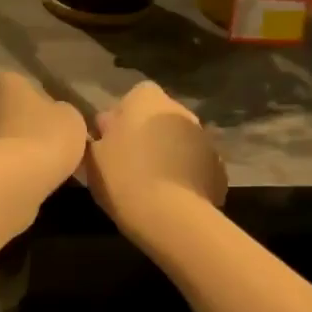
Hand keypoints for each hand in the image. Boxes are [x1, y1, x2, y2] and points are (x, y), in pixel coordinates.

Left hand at [0, 70, 88, 192]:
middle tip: (44, 148)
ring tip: (32, 168)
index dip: (44, 110)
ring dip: (9, 147)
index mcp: (5, 80)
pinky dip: (0, 167)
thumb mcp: (71, 118)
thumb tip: (52, 118)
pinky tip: (17, 179)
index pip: (27, 90)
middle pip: (7, 111)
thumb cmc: (46, 137)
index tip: (55, 129)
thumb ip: (60, 112)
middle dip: (21, 126)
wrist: (11, 179)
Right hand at [85, 80, 226, 237]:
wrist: (171, 216)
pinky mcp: (218, 167)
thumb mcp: (93, 156)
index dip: (123, 116)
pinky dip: (185, 174)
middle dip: (147, 133)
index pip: (135, 95)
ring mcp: (204, 138)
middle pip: (159, 117)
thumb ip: (100, 135)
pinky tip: (171, 196)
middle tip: (129, 162)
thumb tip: (107, 127)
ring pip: (180, 140)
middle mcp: (180, 110)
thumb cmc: (123, 178)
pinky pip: (195, 164)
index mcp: (147, 100)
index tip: (112, 139)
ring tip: (151, 183)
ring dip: (168, 153)